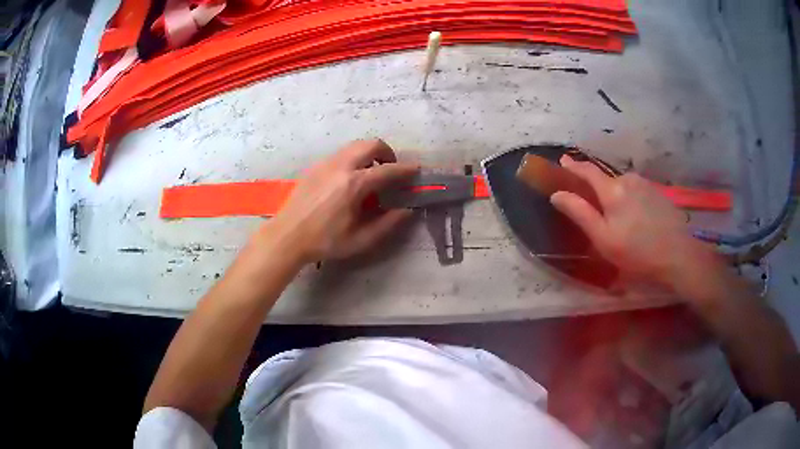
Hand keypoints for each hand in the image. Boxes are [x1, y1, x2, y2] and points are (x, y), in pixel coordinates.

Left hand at [267, 139, 417, 263]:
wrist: (287, 236)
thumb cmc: (324, 241)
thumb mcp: (360, 240)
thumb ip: (387, 224)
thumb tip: (406, 210)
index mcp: (353, 185)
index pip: (387, 170)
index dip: (405, 170)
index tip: (416, 170)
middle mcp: (340, 167)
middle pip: (370, 144)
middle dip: (386, 152)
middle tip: (390, 168)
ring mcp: (325, 163)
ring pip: (354, 146)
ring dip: (369, 153)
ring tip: (371, 172)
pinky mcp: (315, 167)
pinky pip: (340, 153)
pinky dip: (353, 158)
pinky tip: (349, 178)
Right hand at [550, 154, 714, 286]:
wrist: (677, 255)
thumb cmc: (636, 252)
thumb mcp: (603, 238)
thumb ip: (580, 213)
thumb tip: (557, 194)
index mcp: (612, 189)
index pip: (588, 171)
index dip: (574, 166)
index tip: (563, 160)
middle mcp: (628, 179)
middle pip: (606, 180)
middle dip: (598, 189)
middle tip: (596, 209)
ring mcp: (645, 184)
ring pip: (623, 186)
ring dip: (616, 195)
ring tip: (619, 218)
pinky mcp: (658, 193)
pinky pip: (637, 191)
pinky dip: (630, 199)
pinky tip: (637, 219)